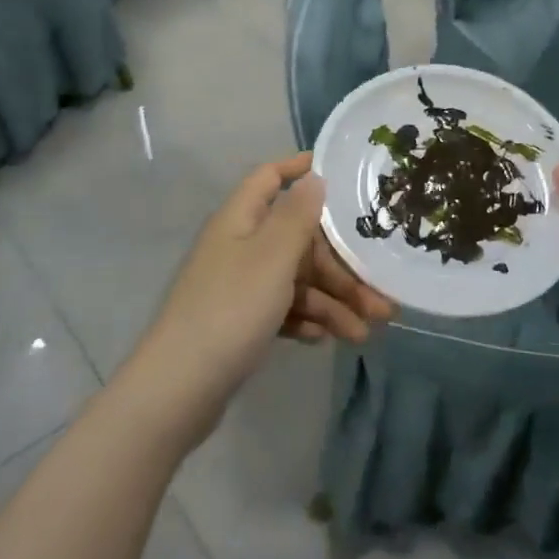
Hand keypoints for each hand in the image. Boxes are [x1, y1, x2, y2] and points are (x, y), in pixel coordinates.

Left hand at [140, 154, 395, 405]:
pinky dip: (307, 320)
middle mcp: (240, 246)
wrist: (178, 390)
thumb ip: (297, 216)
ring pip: (296, 280)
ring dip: (333, 302)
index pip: (270, 177)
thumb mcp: (272, 257)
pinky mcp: (240, 322)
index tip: (340, 174)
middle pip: (299, 241)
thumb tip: (314, 177)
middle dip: (340, 266)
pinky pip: (283, 309)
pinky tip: (327, 338)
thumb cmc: (231, 309)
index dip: (299, 168)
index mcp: (241, 219)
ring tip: (365, 332)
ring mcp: (239, 286)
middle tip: (380, 295)